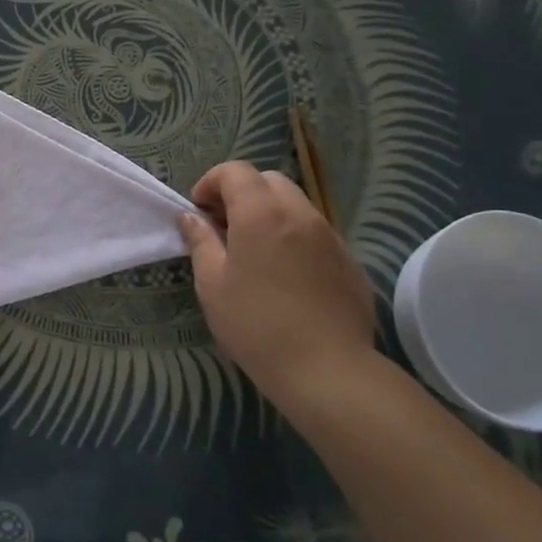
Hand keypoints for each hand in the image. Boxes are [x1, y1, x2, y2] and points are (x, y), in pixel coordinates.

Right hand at [178, 161, 375, 391]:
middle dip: (242, 193)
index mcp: (261, 214)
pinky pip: (316, 234)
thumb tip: (191, 217)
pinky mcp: (350, 262)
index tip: (199, 210)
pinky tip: (286, 276)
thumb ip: (200, 241)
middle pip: (269, 181)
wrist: (327, 370)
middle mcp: (300, 214)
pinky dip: (294, 238)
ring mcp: (331, 237)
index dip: (211, 182)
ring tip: (254, 252)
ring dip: (270, 214)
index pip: (236, 171)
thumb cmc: (256, 325)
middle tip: (224, 226)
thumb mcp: (212, 284)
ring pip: (296, 205)